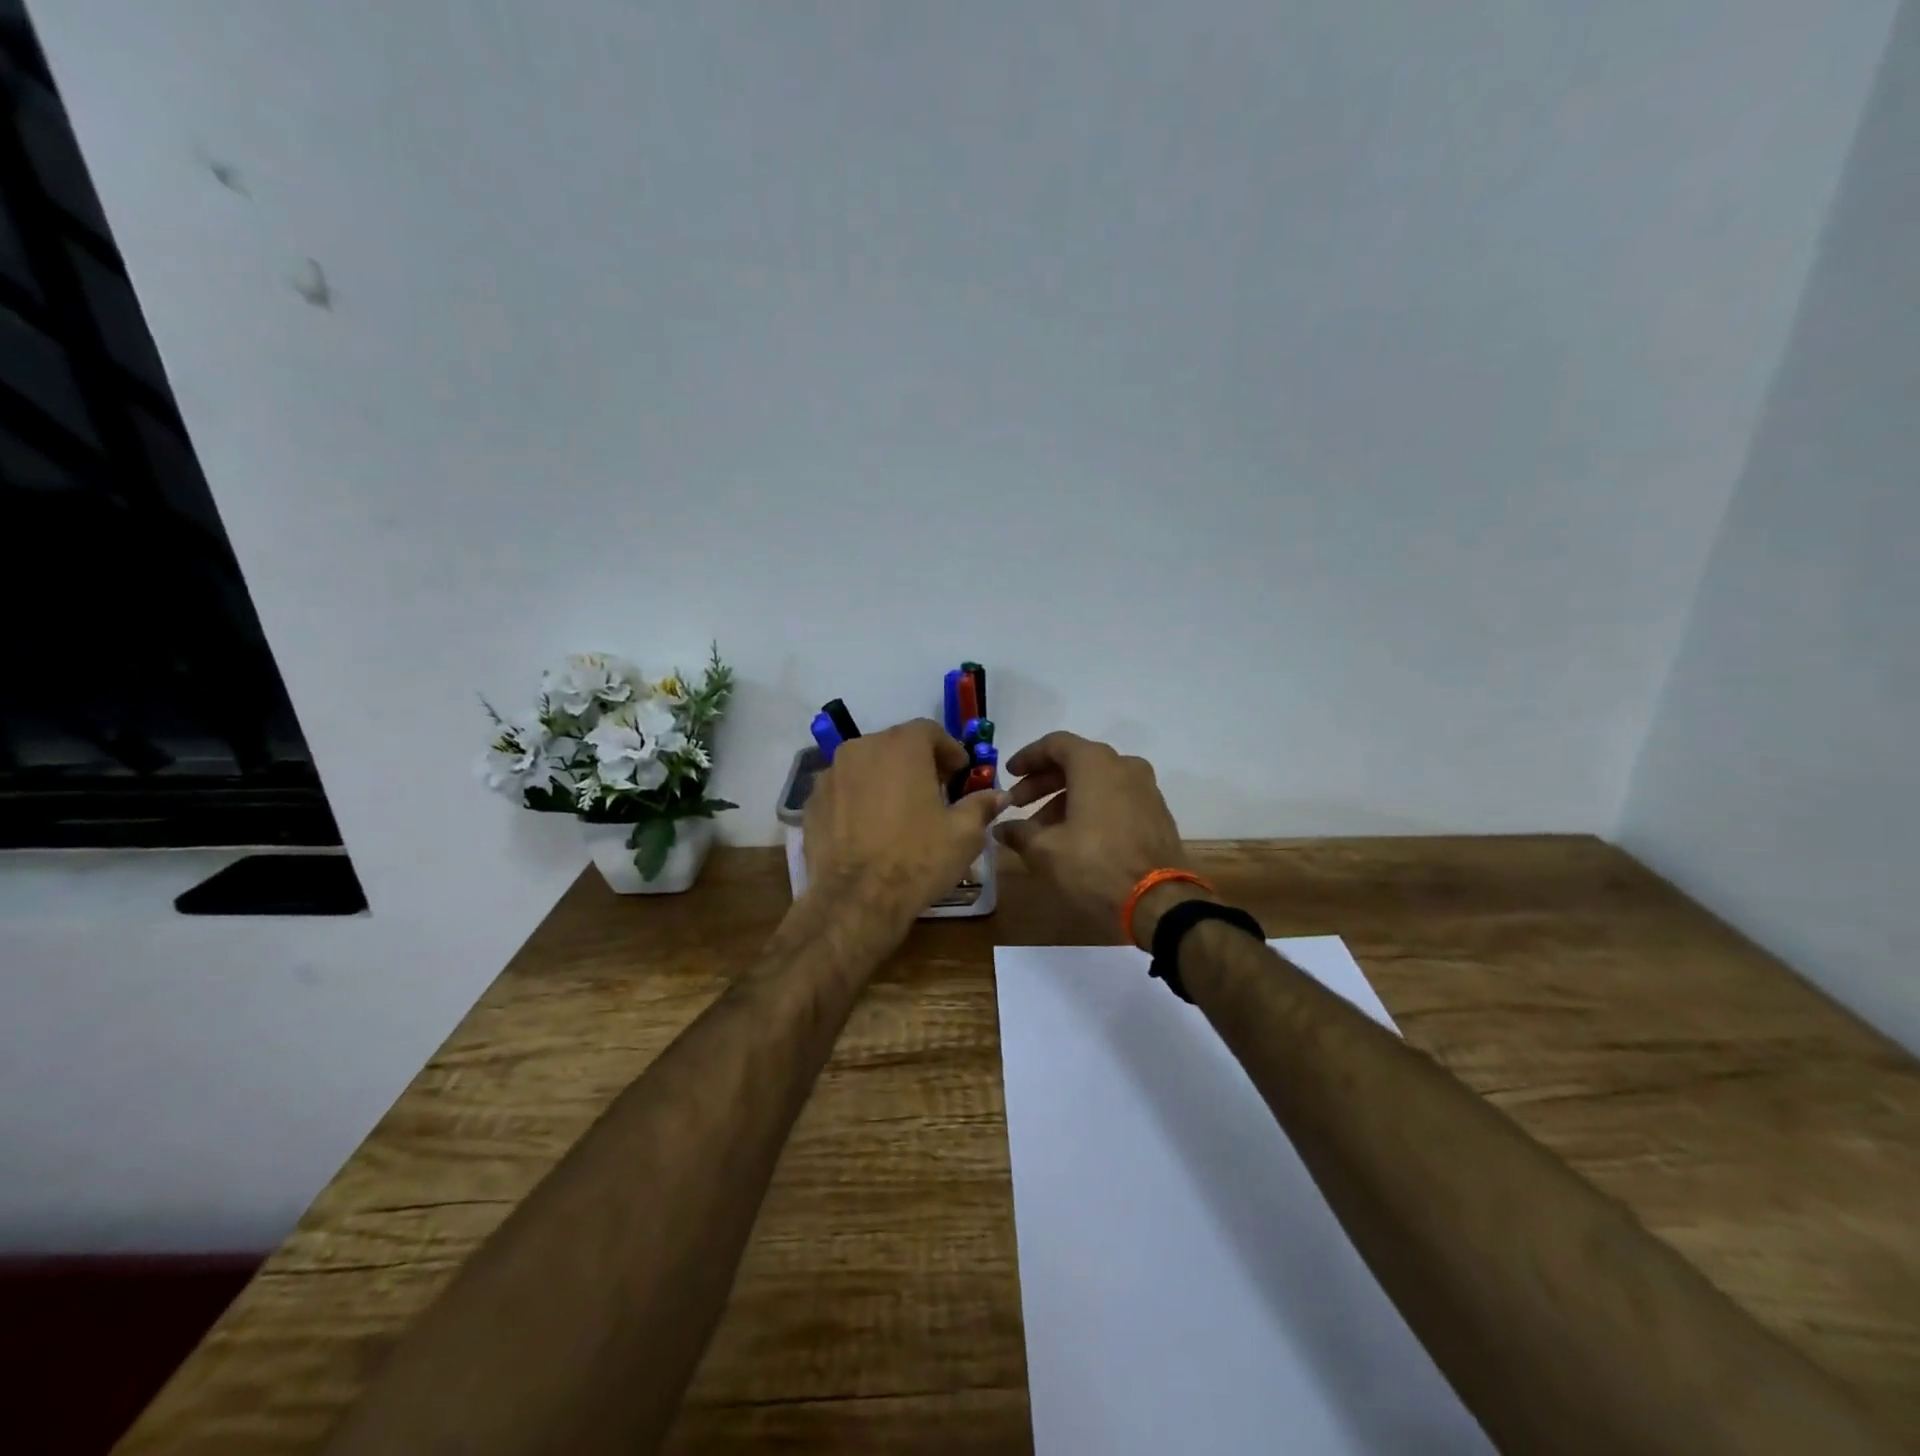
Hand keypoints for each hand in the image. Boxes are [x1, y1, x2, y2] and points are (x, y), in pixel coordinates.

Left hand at [803, 718, 1008, 931]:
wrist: (856, 900)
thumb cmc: (917, 858)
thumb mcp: (963, 834)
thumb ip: (980, 805)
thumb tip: (998, 795)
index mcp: (901, 746)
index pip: (930, 731)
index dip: (949, 751)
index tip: (960, 774)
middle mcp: (861, 748)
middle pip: (896, 745)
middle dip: (918, 763)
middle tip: (934, 791)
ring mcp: (830, 774)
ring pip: (866, 766)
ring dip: (886, 779)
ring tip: (900, 811)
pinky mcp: (812, 802)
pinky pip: (844, 789)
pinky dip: (859, 798)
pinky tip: (870, 828)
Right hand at [995, 731, 1204, 946]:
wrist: (1158, 901)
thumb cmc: (1094, 864)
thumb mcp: (1045, 850)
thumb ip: (1019, 833)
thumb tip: (1001, 828)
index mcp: (1095, 763)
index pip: (1054, 744)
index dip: (1027, 758)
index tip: (1008, 775)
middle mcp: (1124, 766)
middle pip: (1075, 762)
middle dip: (1043, 782)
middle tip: (1019, 805)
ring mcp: (1145, 788)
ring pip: (1096, 782)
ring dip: (1066, 798)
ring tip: (1042, 829)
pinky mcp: (1157, 813)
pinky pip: (1116, 798)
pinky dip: (1091, 808)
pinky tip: (1074, 836)